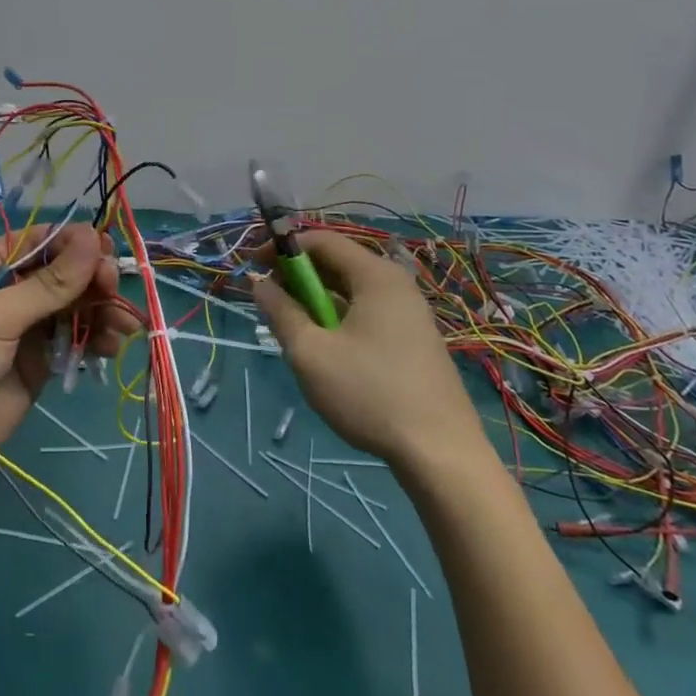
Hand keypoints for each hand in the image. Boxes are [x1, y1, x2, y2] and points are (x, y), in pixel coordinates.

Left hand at [0, 224, 134, 503]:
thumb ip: (48, 283)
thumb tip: (91, 237)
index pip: (38, 241)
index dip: (73, 243)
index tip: (105, 248)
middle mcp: (8, 291)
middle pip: (62, 273)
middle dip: (91, 278)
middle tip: (112, 289)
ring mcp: (25, 327)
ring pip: (74, 306)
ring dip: (101, 310)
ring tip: (123, 324)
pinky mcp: (39, 361)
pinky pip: (74, 339)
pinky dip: (96, 339)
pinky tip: (112, 345)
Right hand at [255, 230, 490, 476]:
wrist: (441, 454)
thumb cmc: (370, 394)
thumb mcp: (310, 353)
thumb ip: (280, 312)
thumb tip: (259, 283)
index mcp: (375, 276)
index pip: (322, 240)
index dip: (283, 247)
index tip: (254, 265)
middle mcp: (396, 285)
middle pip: (338, 262)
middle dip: (298, 274)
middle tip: (269, 298)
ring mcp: (409, 313)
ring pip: (351, 290)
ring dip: (316, 298)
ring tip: (292, 326)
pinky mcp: (413, 339)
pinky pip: (367, 311)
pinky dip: (339, 316)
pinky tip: (326, 347)